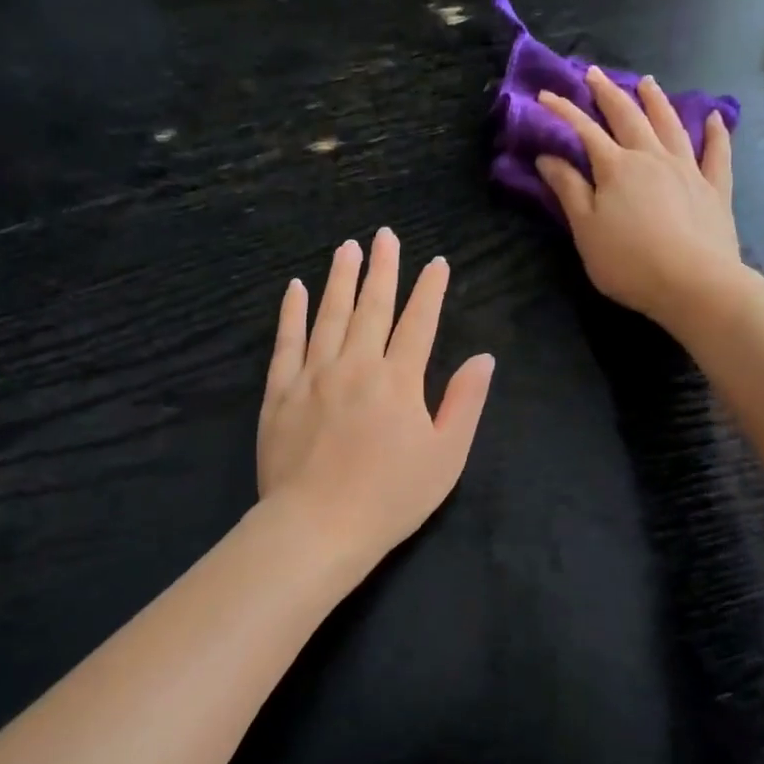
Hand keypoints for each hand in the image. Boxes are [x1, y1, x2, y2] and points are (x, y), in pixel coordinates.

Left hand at [258, 229, 494, 562]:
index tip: (436, 263)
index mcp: (399, 381)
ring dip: (340, 279)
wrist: (318, 527)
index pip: (419, 323)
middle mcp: (356, 366)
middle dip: (383, 268)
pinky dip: (291, 313)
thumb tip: (483, 358)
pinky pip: (286, 342)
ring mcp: (313, 376)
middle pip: (372, 307)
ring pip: (329, 315)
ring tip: (347, 248)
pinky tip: (295, 289)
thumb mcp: (446, 457)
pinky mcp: (279, 393)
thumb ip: (465, 403)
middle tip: (385, 235)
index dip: (430, 290)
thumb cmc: (390, 498)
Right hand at [534, 68, 742, 332]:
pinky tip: (715, 118)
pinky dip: (716, 132)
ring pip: (670, 125)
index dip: (563, 111)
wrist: (693, 283)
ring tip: (646, 82)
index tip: (544, 95)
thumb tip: (547, 157)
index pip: (584, 131)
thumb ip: (568, 190)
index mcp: (616, 168)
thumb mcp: (586, 230)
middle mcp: (652, 157)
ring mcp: (688, 169)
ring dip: (656, 101)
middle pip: (628, 117)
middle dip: (608, 93)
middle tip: (594, 73)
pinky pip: (716, 153)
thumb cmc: (629, 262)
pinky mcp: (715, 188)